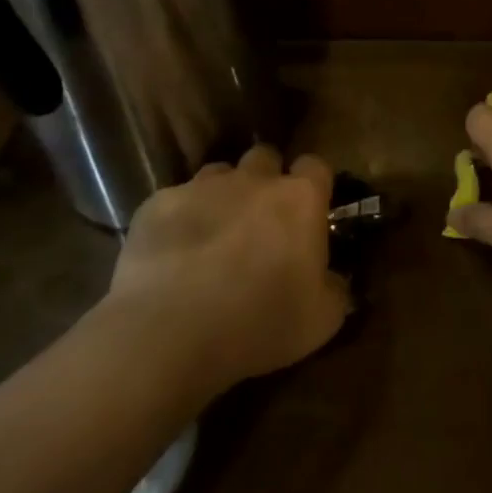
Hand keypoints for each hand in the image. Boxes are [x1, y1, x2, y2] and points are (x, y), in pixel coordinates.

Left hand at [101, 146, 349, 389]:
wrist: (169, 334)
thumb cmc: (260, 322)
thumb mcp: (322, 320)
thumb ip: (335, 289)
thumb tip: (333, 280)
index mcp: (300, 199)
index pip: (316, 166)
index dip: (313, 185)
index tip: (309, 212)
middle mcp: (254, 180)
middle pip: (265, 158)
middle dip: (265, 180)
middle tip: (261, 221)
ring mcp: (201, 188)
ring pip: (218, 174)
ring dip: (222, 196)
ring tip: (215, 235)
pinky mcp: (156, 206)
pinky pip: (173, 202)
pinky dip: (178, 221)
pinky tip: (172, 254)